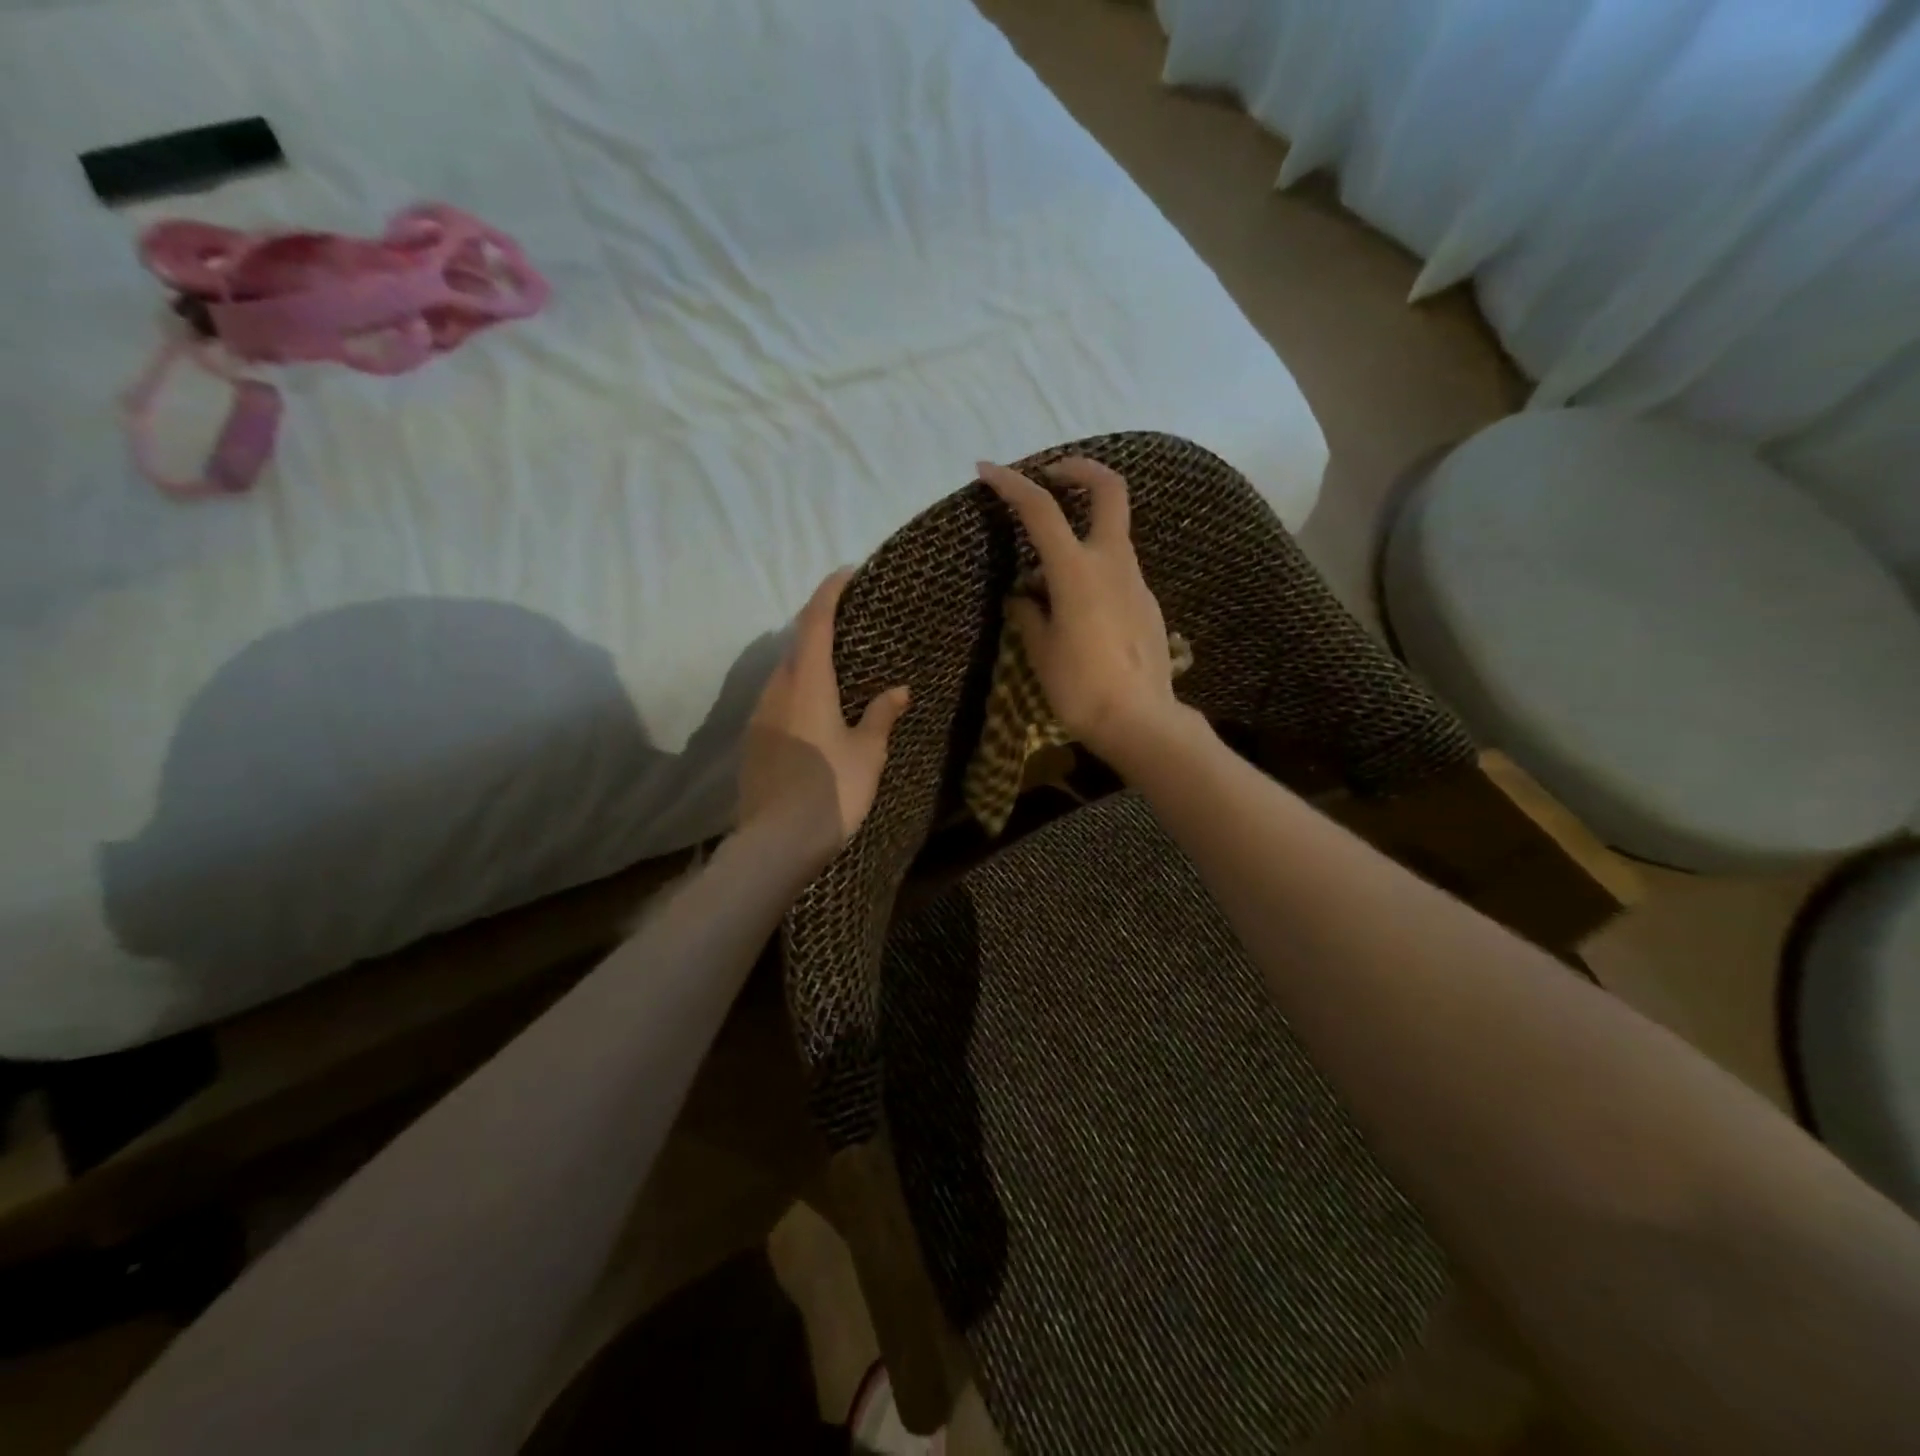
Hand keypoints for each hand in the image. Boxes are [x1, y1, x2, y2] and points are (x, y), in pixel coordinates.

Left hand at [738, 568, 910, 871]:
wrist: (775, 843)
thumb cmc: (831, 791)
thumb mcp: (867, 753)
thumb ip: (881, 716)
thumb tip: (898, 690)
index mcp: (807, 683)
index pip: (815, 621)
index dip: (830, 592)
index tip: (846, 573)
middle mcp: (777, 690)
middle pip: (796, 644)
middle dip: (819, 627)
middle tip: (850, 627)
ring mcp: (759, 716)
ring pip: (784, 674)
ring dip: (807, 662)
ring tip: (836, 670)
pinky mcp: (752, 741)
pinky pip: (777, 701)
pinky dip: (797, 691)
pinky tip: (815, 712)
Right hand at [977, 457, 1190, 771]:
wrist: (1141, 721)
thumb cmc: (1081, 687)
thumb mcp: (1042, 650)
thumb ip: (1029, 614)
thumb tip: (1023, 597)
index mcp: (1077, 570)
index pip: (1041, 509)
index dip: (1011, 484)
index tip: (987, 471)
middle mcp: (1112, 562)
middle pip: (1109, 489)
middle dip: (1080, 469)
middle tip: (1051, 476)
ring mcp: (1136, 581)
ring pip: (1111, 534)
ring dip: (1081, 531)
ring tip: (1047, 572)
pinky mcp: (1147, 602)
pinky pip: (1116, 570)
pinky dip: (1093, 568)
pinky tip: (1076, 607)